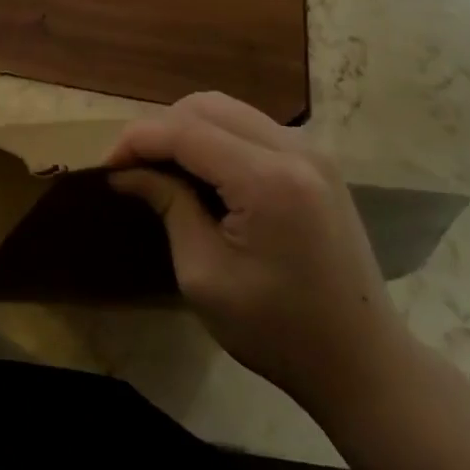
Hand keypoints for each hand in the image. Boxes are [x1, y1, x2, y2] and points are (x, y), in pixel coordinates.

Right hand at [105, 92, 418, 422]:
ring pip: (231, 111)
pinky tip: (204, 175)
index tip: (105, 167)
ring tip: (163, 170)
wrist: (363, 362)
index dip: (137, 140)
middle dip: (160, 129)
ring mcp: (313, 153)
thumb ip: (168, 206)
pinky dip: (218, 139)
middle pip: (207, 106)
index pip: (185, 130)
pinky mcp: (319, 165)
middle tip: (133, 169)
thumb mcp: (204, 275)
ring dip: (188, 130)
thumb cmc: (277, 330)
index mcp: (268, 179)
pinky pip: (253, 128)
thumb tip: (127, 172)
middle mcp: (295, 150)